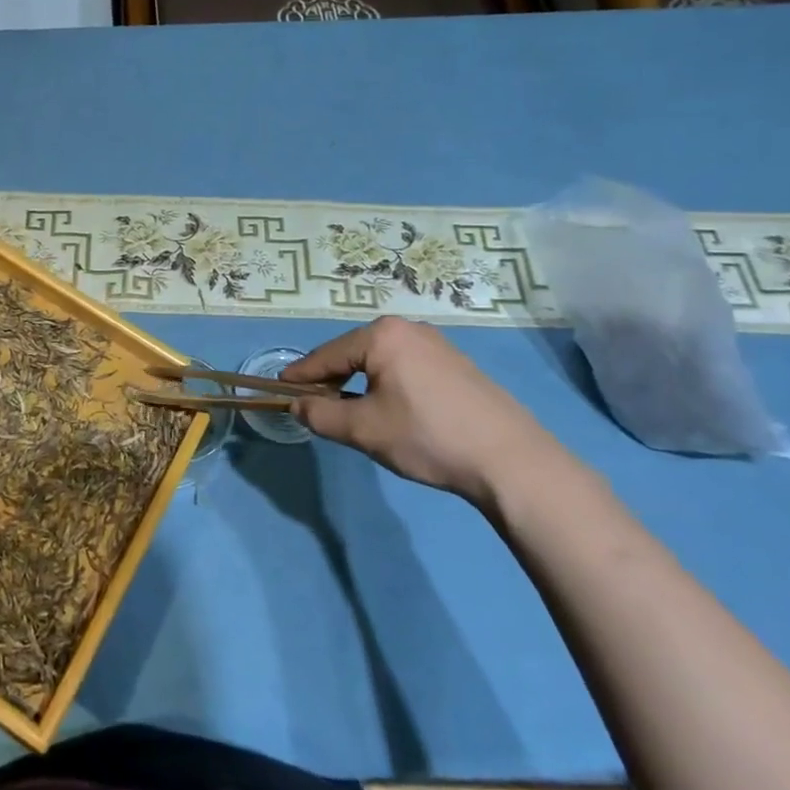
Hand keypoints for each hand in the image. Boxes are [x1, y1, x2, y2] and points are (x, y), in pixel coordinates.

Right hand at [281, 317, 556, 502]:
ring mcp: (437, 344)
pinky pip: (405, 367)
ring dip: (359, 382)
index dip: (300, 375)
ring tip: (349, 411)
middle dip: (331, 378)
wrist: (511, 461)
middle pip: (353, 353)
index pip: (326, 354)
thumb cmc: (427, 437)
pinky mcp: (457, 364)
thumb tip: (296, 405)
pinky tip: (390, 410)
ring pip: (380, 361)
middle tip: (314, 405)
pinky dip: (386, 383)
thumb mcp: (363, 429)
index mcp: (381, 335)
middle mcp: (408, 329)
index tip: (279, 388)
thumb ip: (320, 415)